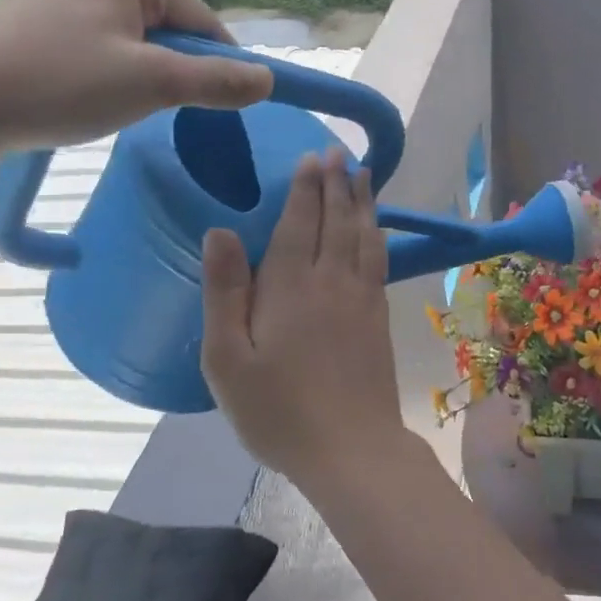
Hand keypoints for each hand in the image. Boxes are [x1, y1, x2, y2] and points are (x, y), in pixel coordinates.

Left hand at [0, 0, 272, 154]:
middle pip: (167, 21)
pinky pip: (100, 34)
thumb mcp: (154, 85)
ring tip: (117, 99)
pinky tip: (90, 88)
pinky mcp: (35, 5)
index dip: (219, 61)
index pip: (199, 16)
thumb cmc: (61, 85)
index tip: (225, 101)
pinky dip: (110, 63)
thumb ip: (218, 81)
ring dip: (143, 67)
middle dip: (173, 63)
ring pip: (134, 31)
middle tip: (155, 104)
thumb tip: (269, 80)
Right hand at [201, 147, 407, 486]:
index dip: (305, 188)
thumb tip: (221, 231)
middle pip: (336, 220)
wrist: (351, 447)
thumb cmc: (278, 410)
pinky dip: (377, 235)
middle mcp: (331, 281)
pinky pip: (379, 261)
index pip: (299, 222)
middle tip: (338, 153)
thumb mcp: (228, 358)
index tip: (312, 157)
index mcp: (290, 286)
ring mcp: (362, 299)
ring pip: (363, 236)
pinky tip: (377, 229)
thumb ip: (225, 291)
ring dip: (362, 202)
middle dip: (336, 183)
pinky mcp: (380, 318)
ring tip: (363, 174)